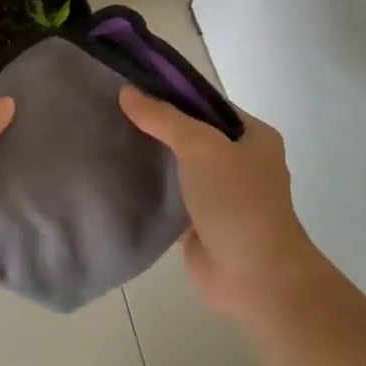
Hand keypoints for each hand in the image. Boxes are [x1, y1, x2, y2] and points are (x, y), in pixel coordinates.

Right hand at [119, 86, 327, 325]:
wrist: (254, 276)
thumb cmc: (237, 201)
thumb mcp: (201, 147)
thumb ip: (164, 119)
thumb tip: (127, 91)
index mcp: (253, 135)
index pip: (207, 103)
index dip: (173, 93)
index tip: (133, 88)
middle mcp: (240, 160)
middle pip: (192, 133)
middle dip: (158, 125)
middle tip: (114, 113)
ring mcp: (221, 193)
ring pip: (180, 165)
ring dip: (153, 157)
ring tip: (110, 138)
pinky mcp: (201, 221)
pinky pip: (172, 194)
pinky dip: (152, 187)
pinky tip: (120, 175)